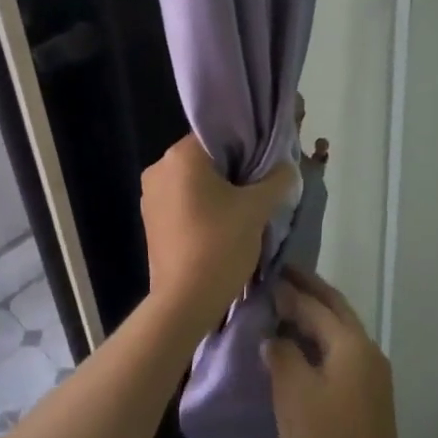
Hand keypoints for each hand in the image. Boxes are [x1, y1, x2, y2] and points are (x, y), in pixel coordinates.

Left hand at [140, 134, 293, 332]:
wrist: (184, 303)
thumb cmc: (219, 245)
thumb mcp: (257, 209)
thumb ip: (277, 180)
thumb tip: (287, 168)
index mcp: (180, 156)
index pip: (219, 134)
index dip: (248, 145)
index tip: (268, 163)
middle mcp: (159, 168)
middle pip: (207, 158)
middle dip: (236, 170)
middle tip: (263, 187)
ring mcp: (150, 196)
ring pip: (195, 181)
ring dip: (220, 191)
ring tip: (246, 210)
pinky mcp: (151, 221)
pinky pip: (184, 202)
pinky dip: (204, 207)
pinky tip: (224, 226)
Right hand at [263, 268, 413, 437]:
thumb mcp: (294, 394)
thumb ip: (282, 354)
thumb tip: (273, 336)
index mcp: (350, 343)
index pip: (315, 304)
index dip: (288, 289)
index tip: (262, 275)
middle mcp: (366, 348)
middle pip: (335, 308)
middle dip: (309, 289)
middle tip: (279, 275)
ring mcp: (371, 372)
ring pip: (339, 329)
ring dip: (314, 313)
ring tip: (283, 306)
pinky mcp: (368, 394)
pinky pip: (341, 350)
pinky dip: (320, 338)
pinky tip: (299, 346)